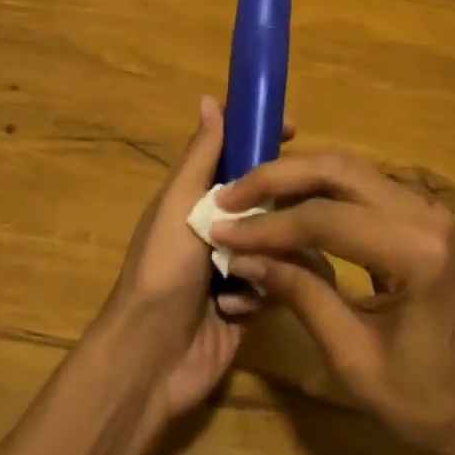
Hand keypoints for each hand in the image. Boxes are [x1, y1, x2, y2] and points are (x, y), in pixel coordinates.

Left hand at [95, 97, 279, 427]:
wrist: (152, 357)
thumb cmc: (163, 268)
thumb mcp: (180, 202)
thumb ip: (201, 155)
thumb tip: (209, 98)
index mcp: (198, 196)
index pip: (235, 153)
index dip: (261, 137)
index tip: (293, 129)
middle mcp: (220, 225)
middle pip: (264, 196)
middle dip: (280, 203)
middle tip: (302, 205)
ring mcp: (236, 263)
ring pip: (279, 239)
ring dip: (269, 253)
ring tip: (254, 268)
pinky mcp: (252, 302)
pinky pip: (278, 280)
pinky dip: (260, 290)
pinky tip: (240, 306)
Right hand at [210, 152, 454, 454]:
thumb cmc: (423, 401)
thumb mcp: (352, 357)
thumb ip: (299, 294)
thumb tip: (241, 256)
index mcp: (415, 251)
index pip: (325, 218)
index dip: (268, 225)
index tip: (220, 230)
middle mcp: (422, 213)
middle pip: (337, 170)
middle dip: (277, 177)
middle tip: (230, 196)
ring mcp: (422, 207)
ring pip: (345, 168)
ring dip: (294, 177)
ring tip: (248, 197)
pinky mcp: (415, 213)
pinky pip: (357, 184)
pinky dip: (315, 188)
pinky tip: (284, 204)